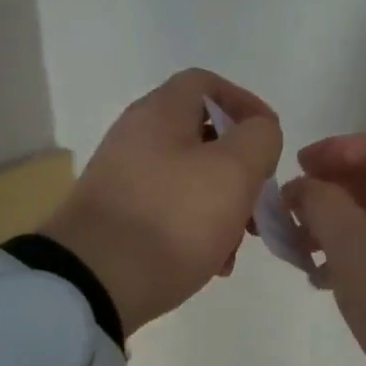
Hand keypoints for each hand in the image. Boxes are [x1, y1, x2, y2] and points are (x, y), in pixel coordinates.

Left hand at [40, 69, 282, 336]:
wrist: (94, 281)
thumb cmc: (174, 217)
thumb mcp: (234, 171)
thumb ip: (259, 139)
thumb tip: (259, 132)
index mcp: (160, 113)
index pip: (206, 83)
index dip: (245, 103)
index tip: (271, 138)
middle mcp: (136, 137)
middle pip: (202, 136)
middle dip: (240, 168)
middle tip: (260, 201)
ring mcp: (123, 179)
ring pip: (190, 178)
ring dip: (224, 205)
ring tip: (238, 244)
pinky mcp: (117, 217)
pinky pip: (170, 210)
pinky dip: (197, 228)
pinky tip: (212, 263)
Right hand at [282, 132, 365, 365]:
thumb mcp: (351, 242)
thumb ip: (320, 202)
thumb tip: (304, 187)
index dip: (332, 150)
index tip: (294, 169)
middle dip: (329, 191)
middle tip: (291, 214)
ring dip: (336, 226)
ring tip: (300, 251)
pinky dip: (354, 254)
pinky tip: (324, 279)